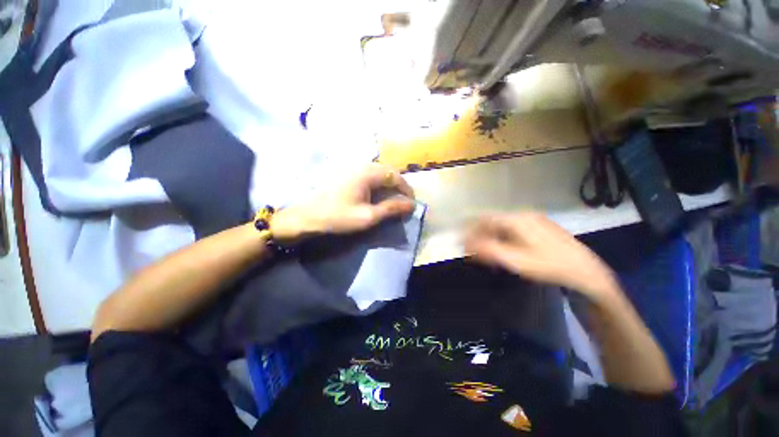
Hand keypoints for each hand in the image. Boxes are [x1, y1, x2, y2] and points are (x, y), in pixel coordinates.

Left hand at [271, 164, 415, 242]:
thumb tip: (412, 205)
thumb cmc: (338, 217)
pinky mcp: (347, 173)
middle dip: (399, 186)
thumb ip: (391, 209)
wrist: (307, 217)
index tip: (412, 203)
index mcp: (368, 173)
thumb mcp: (368, 216)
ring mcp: (353, 168)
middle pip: (388, 171)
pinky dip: (379, 183)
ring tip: (393, 198)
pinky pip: (370, 174)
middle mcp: (362, 165)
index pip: (395, 176)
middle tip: (404, 201)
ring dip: (389, 184)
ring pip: (379, 172)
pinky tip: (378, 194)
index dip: (407, 189)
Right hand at [465, 212, 619, 301]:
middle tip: (473, 251)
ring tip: (486, 253)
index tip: (462, 242)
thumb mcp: (515, 260)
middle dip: (480, 235)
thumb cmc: (548, 266)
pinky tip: (504, 250)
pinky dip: (503, 238)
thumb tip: (466, 243)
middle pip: (493, 222)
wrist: (586, 273)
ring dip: (491, 237)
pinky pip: (514, 230)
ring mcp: (534, 221)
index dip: (470, 229)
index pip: (485, 219)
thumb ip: (488, 250)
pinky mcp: (541, 228)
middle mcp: (524, 215)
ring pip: (503, 226)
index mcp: (517, 220)